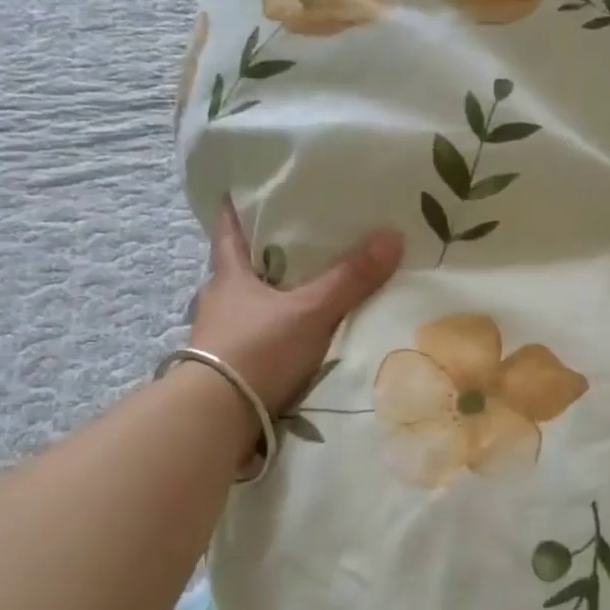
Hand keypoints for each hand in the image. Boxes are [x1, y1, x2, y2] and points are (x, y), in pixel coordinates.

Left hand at [190, 200, 403, 418]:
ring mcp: (220, 337)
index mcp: (229, 277)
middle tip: (297, 237)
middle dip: (264, 253)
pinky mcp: (229, 368)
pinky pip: (255, 337)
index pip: (228, 231)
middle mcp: (219, 302)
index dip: (236, 209)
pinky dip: (273, 331)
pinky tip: (294, 336)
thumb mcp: (310, 311)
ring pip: (248, 305)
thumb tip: (393, 235)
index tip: (246, 190)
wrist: (216, 419)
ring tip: (304, 287)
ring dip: (270, 296)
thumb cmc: (256, 350)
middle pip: (240, 267)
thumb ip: (350, 279)